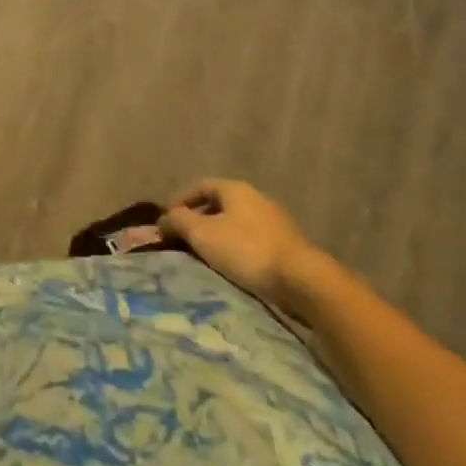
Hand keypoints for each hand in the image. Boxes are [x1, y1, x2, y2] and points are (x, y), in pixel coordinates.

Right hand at [160, 179, 316, 304]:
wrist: (302, 280)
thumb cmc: (246, 250)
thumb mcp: (202, 234)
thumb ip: (178, 221)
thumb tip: (163, 219)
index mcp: (234, 189)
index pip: (200, 186)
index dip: (181, 201)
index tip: (169, 222)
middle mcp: (255, 198)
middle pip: (219, 204)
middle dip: (199, 220)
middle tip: (186, 240)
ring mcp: (275, 221)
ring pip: (237, 223)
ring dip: (219, 236)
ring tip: (207, 257)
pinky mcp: (288, 245)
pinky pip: (253, 240)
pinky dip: (238, 249)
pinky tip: (234, 268)